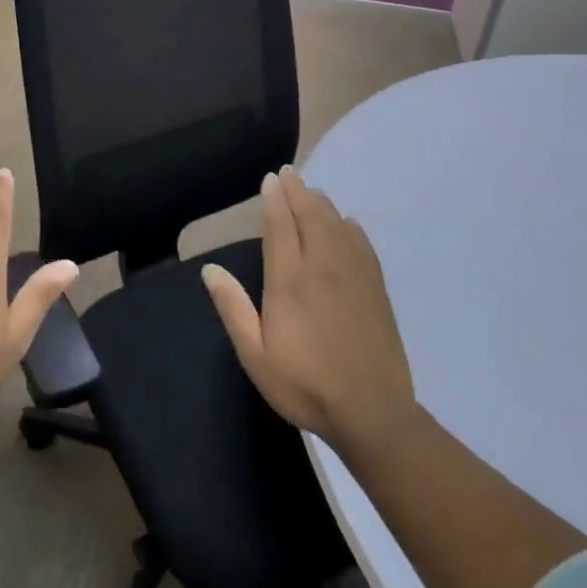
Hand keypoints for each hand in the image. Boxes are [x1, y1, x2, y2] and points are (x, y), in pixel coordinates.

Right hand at [201, 168, 414, 457]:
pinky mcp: (376, 290)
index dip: (275, 200)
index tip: (271, 179)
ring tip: (312, 192)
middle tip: (290, 174)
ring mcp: (354, 276)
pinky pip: (363, 246)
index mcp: (290, 280)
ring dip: (323, 205)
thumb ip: (232, 308)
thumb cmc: (305, 385)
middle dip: (299, 192)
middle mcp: (323, 267)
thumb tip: (210, 269)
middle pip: (311, 216)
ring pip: (338, 226)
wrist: (372, 413)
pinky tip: (348, 224)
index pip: (281, 226)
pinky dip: (352, 228)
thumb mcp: (255, 355)